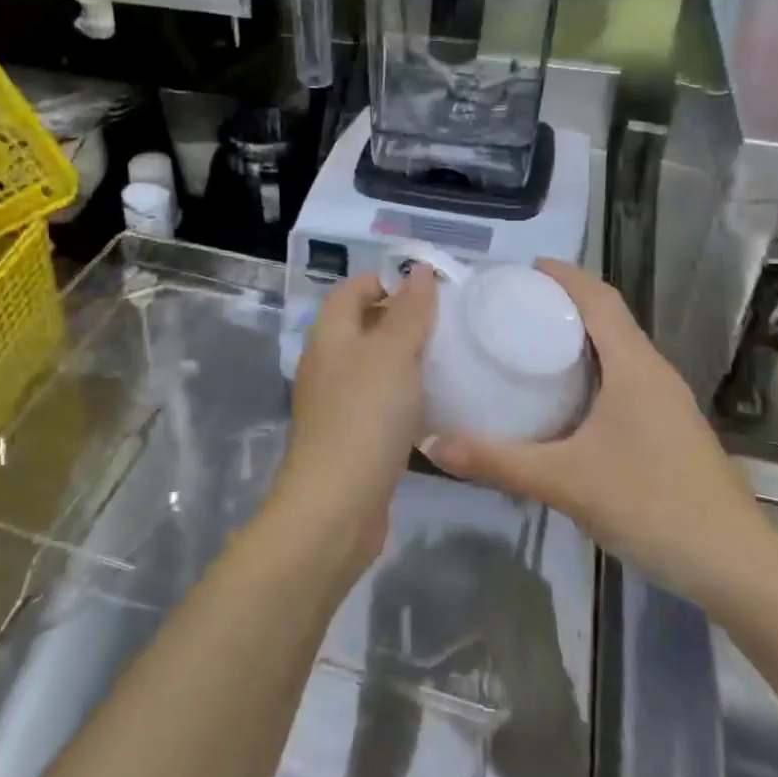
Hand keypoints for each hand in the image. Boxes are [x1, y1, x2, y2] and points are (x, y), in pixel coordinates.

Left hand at [270, 267, 438, 571]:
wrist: (337, 505)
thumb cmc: (366, 415)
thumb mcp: (393, 353)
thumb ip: (409, 310)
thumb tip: (419, 271)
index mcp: (330, 332)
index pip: (355, 287)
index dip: (390, 280)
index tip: (434, 291)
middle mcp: (328, 361)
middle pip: (365, 324)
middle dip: (404, 319)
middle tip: (449, 324)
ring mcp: (336, 400)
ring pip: (374, 364)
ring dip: (406, 359)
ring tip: (449, 359)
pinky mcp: (350, 434)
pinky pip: (379, 400)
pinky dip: (403, 394)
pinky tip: (432, 404)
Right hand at [422, 259, 771, 604]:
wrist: (737, 566)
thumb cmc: (653, 506)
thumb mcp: (566, 482)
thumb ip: (498, 462)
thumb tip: (432, 444)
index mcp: (634, 366)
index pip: (599, 298)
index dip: (564, 275)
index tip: (522, 270)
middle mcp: (654, 372)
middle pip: (609, 317)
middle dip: (565, 302)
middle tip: (513, 307)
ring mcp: (668, 401)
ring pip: (620, 349)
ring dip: (581, 336)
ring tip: (531, 344)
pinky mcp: (671, 427)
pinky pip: (626, 377)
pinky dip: (594, 368)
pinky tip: (567, 399)